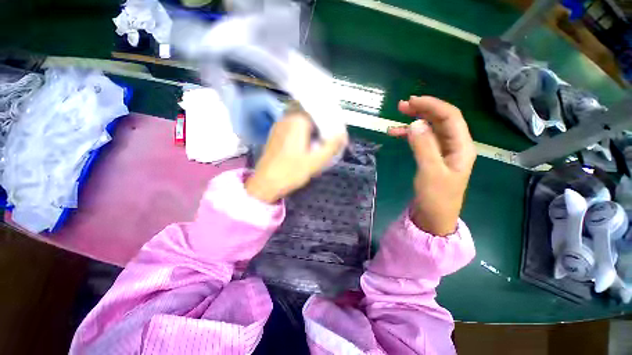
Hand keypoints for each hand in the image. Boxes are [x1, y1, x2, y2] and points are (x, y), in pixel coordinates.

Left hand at [245, 111, 346, 203]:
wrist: (266, 183)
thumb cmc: (291, 172)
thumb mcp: (316, 161)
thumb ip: (331, 146)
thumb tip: (343, 135)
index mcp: (298, 120)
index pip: (321, 114)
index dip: (332, 124)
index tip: (338, 136)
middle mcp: (287, 118)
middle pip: (312, 118)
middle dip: (323, 128)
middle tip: (330, 141)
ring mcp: (280, 125)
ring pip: (303, 124)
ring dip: (313, 132)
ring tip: (320, 145)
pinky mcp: (277, 134)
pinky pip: (295, 129)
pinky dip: (304, 135)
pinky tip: (307, 147)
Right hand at [388, 96, 475, 235]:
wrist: (433, 217)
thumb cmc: (436, 197)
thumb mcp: (430, 171)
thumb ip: (423, 146)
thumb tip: (415, 123)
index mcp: (461, 146)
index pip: (450, 117)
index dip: (432, 105)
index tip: (412, 101)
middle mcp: (454, 145)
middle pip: (440, 120)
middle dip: (422, 110)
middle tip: (401, 106)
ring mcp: (442, 152)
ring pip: (429, 129)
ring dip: (414, 121)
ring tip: (396, 117)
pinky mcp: (431, 158)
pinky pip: (421, 141)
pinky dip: (410, 135)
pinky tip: (397, 134)